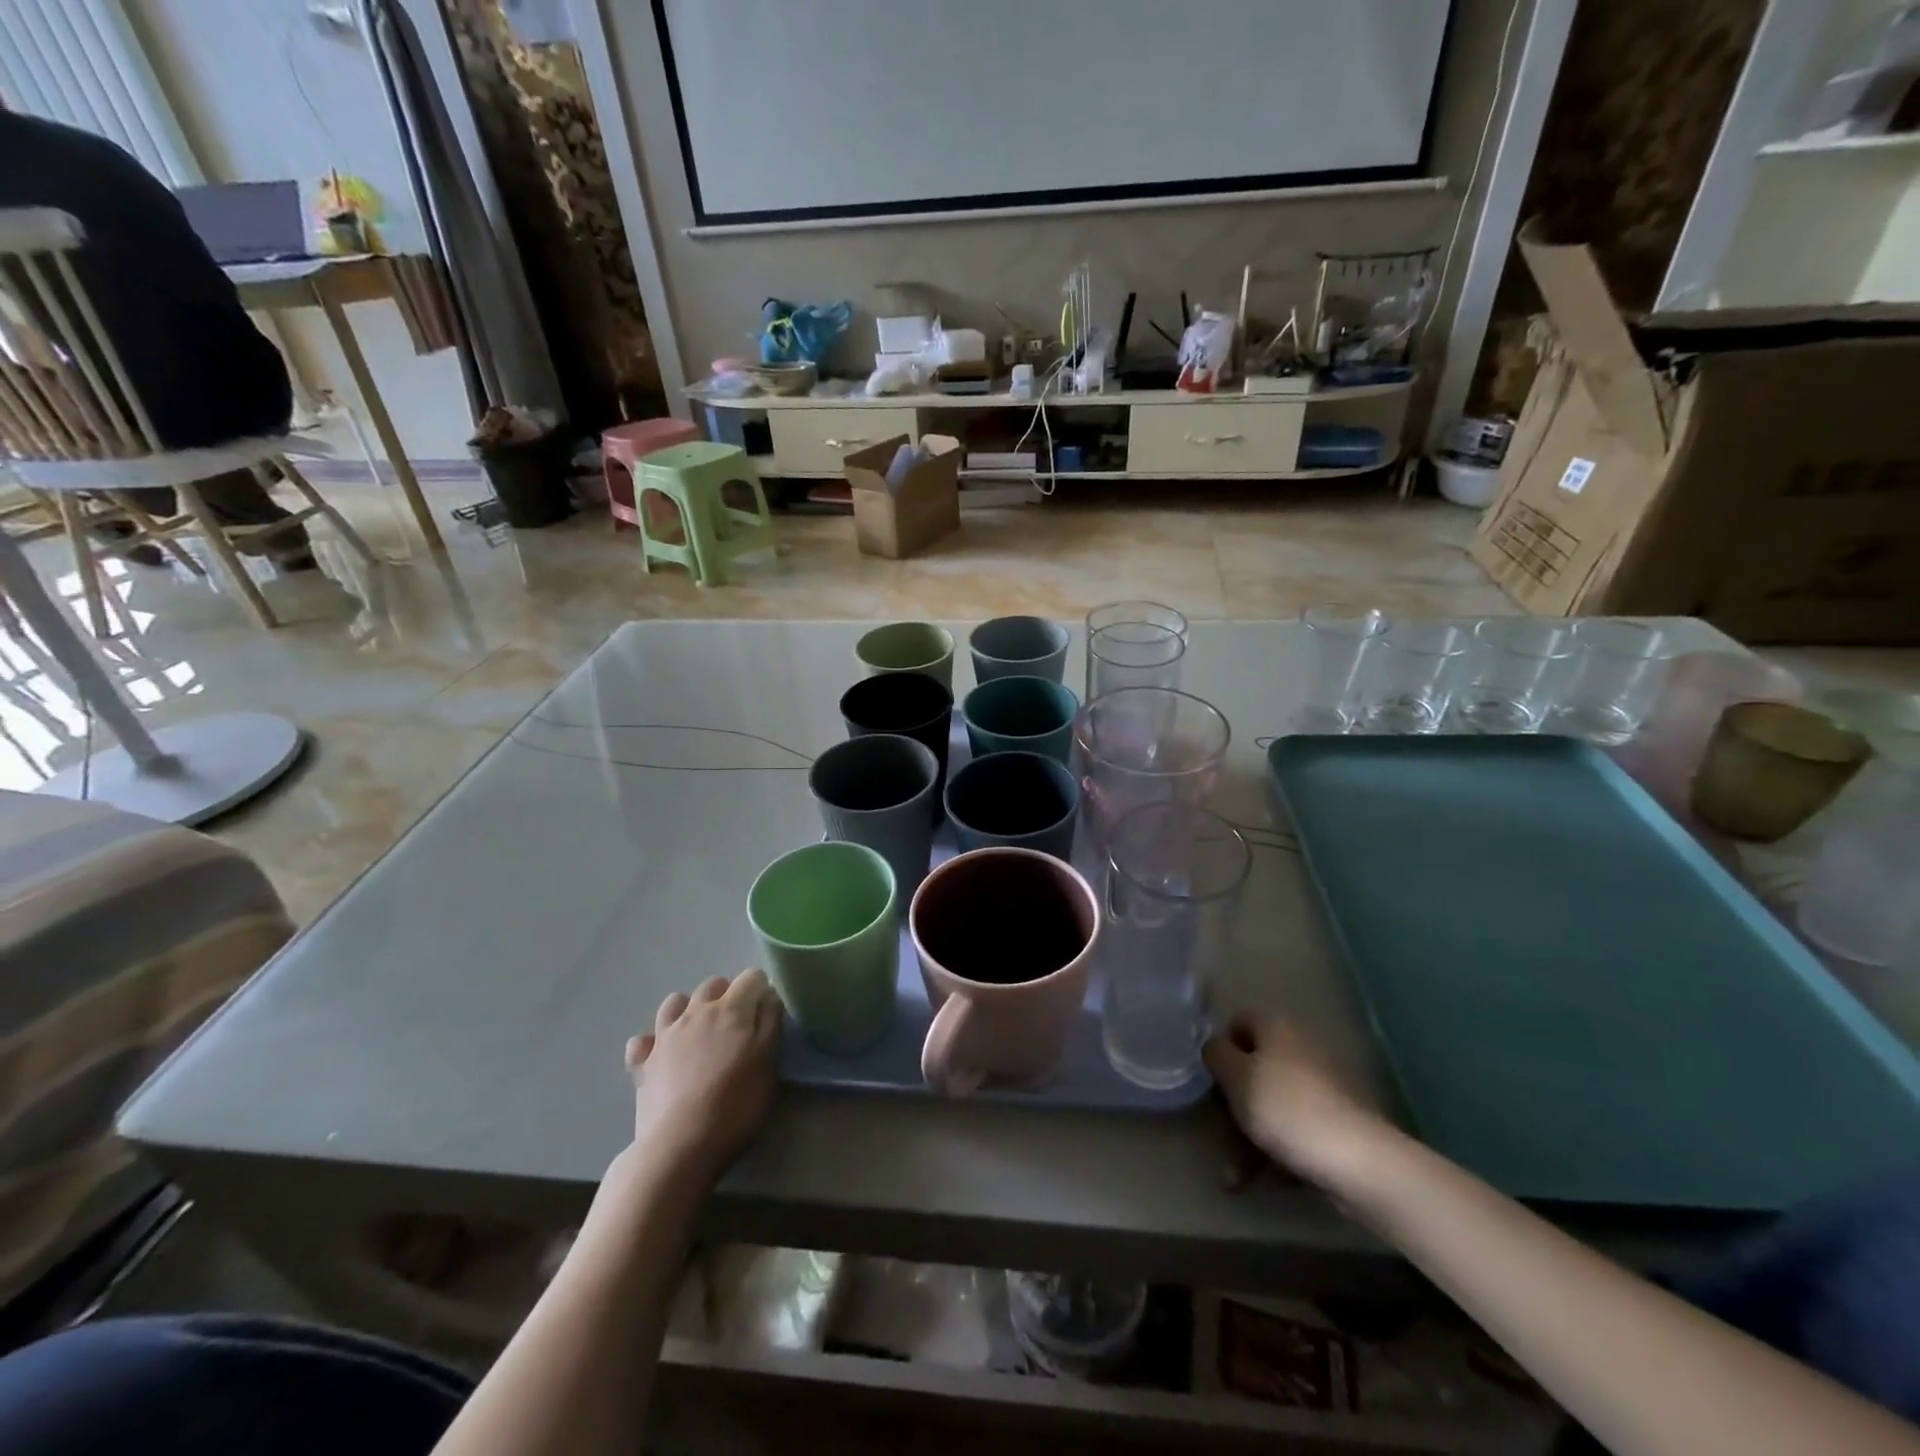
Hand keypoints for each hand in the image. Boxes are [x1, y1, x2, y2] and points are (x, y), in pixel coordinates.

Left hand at [625, 969, 781, 1179]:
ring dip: (688, 1009)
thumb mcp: (768, 1062)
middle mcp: (696, 1012)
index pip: (751, 977)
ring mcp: (664, 1035)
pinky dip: (651, 1043)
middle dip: (727, 994)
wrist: (681, 1145)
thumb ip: (771, 1022)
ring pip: (674, 1002)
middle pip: (713, 984)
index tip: (766, 1013)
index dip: (761, 990)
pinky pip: (642, 1041)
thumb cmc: (735, 1103)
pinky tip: (661, 1056)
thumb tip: (768, 996)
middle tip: (737, 1025)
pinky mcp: (642, 1063)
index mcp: (731, 1009)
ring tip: (699, 1033)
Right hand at [1203, 1011, 1386, 1185]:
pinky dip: (1277, 1150)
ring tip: (1233, 1177)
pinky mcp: (1336, 1123)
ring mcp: (1322, 1088)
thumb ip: (1216, 1054)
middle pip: (1254, 1067)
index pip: (1239, 1021)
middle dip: (1233, 1101)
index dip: (1222, 1047)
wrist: (1357, 1161)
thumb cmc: (1285, 1108)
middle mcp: (1300, 1049)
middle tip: (1218, 1128)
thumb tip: (1216, 1047)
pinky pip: (1295, 1129)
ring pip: (1272, 1104)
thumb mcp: (1235, 1077)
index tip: (1211, 1078)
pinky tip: (1265, 1179)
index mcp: (1276, 1028)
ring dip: (1249, 1136)